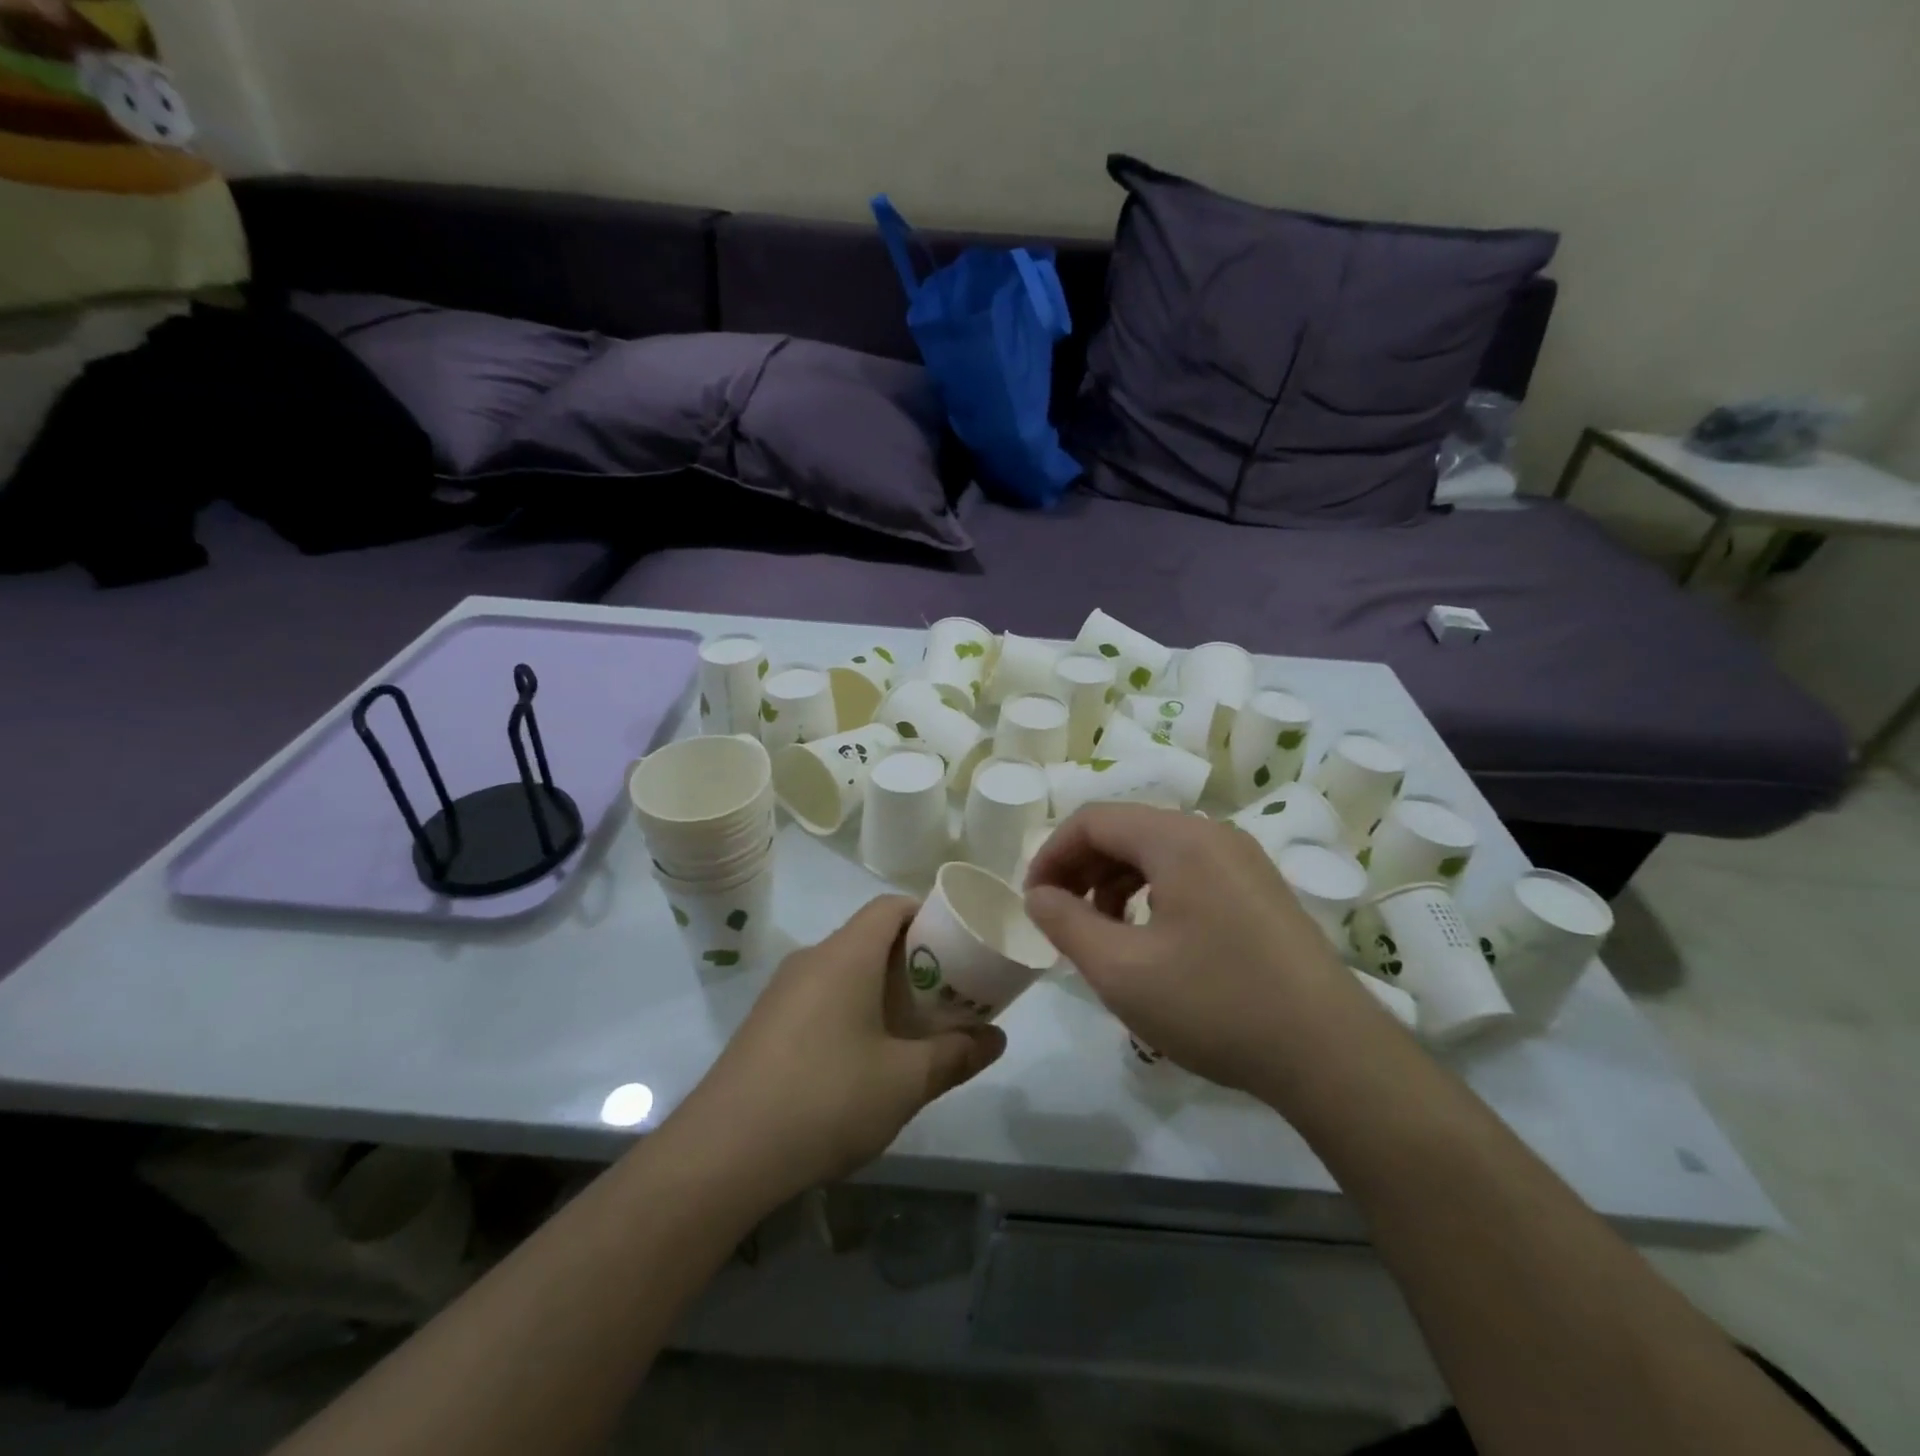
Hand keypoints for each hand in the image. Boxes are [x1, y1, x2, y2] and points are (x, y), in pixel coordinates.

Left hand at [674, 896, 1004, 1201]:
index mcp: (846, 955)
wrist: (721, 1155)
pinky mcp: (764, 1025)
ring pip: (843, 971)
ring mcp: (781, 993)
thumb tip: (997, 1040)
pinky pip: (819, 998)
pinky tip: (862, 1061)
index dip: (927, 916)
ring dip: (880, 989)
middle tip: (945, 996)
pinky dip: (850, 1010)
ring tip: (911, 1031)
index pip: (890, 907)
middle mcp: (811, 960)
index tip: (956, 947)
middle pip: (869, 938)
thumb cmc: (826, 1099)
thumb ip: (955, 1055)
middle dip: (911, 960)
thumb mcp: (905, 1082)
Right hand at [1024, 805, 1363, 1097]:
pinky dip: (1152, 894)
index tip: (1033, 902)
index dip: (1051, 855)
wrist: (1331, 1055)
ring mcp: (1243, 861)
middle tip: (1060, 918)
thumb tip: (1039, 895)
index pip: (1093, 820)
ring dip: (1115, 882)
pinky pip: (1188, 872)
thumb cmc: (1216, 1005)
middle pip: (1126, 830)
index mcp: (1178, 840)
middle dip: (1081, 869)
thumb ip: (1067, 924)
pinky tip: (1149, 939)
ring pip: (1157, 852)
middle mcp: (1212, 834)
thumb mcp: (1121, 970)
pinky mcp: (1259, 890)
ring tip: (1101, 933)